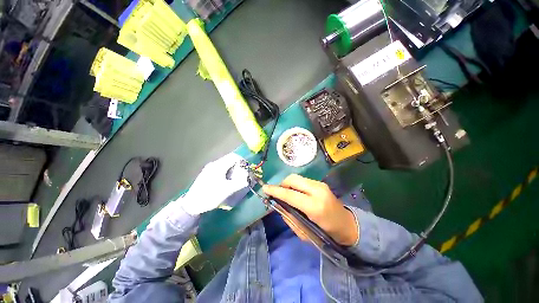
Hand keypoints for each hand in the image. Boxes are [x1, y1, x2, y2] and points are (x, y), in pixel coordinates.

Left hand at [181, 153, 248, 214]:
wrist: (191, 205)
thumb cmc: (210, 196)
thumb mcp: (227, 190)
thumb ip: (239, 183)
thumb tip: (248, 178)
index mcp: (218, 166)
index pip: (233, 157)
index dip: (242, 161)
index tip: (246, 168)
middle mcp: (214, 164)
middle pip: (229, 159)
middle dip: (238, 165)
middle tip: (242, 173)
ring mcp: (209, 168)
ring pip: (225, 164)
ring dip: (232, 168)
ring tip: (236, 178)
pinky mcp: (207, 173)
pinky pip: (220, 168)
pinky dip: (227, 171)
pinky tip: (227, 180)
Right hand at [263, 174, 358, 245]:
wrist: (347, 225)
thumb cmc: (326, 234)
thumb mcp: (305, 233)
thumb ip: (289, 218)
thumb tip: (278, 205)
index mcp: (314, 206)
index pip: (290, 195)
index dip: (275, 191)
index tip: (264, 188)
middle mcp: (318, 191)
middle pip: (293, 180)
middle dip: (282, 184)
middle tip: (278, 193)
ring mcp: (320, 184)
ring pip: (297, 178)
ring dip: (288, 184)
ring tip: (287, 194)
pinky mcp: (321, 183)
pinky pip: (303, 180)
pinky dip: (295, 185)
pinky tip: (296, 193)